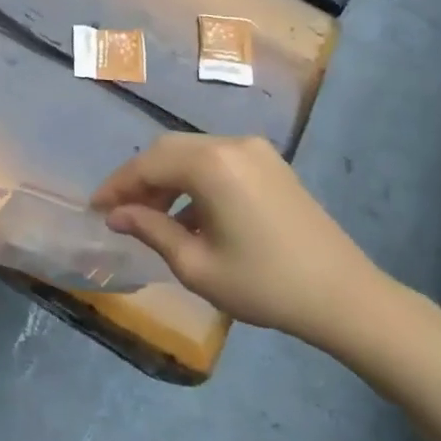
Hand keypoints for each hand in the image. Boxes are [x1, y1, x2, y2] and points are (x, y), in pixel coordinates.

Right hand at [90, 135, 386, 344]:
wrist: (344, 296)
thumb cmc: (264, 284)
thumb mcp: (196, 265)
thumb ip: (150, 230)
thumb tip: (117, 215)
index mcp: (211, 165)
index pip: (147, 164)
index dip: (117, 186)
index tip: (95, 209)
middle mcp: (231, 144)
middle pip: (169, 150)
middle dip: (140, 179)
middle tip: (120, 213)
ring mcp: (255, 150)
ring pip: (193, 154)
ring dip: (167, 180)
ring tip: (152, 218)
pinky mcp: (271, 163)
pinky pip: (218, 161)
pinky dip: (194, 181)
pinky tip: (190, 216)